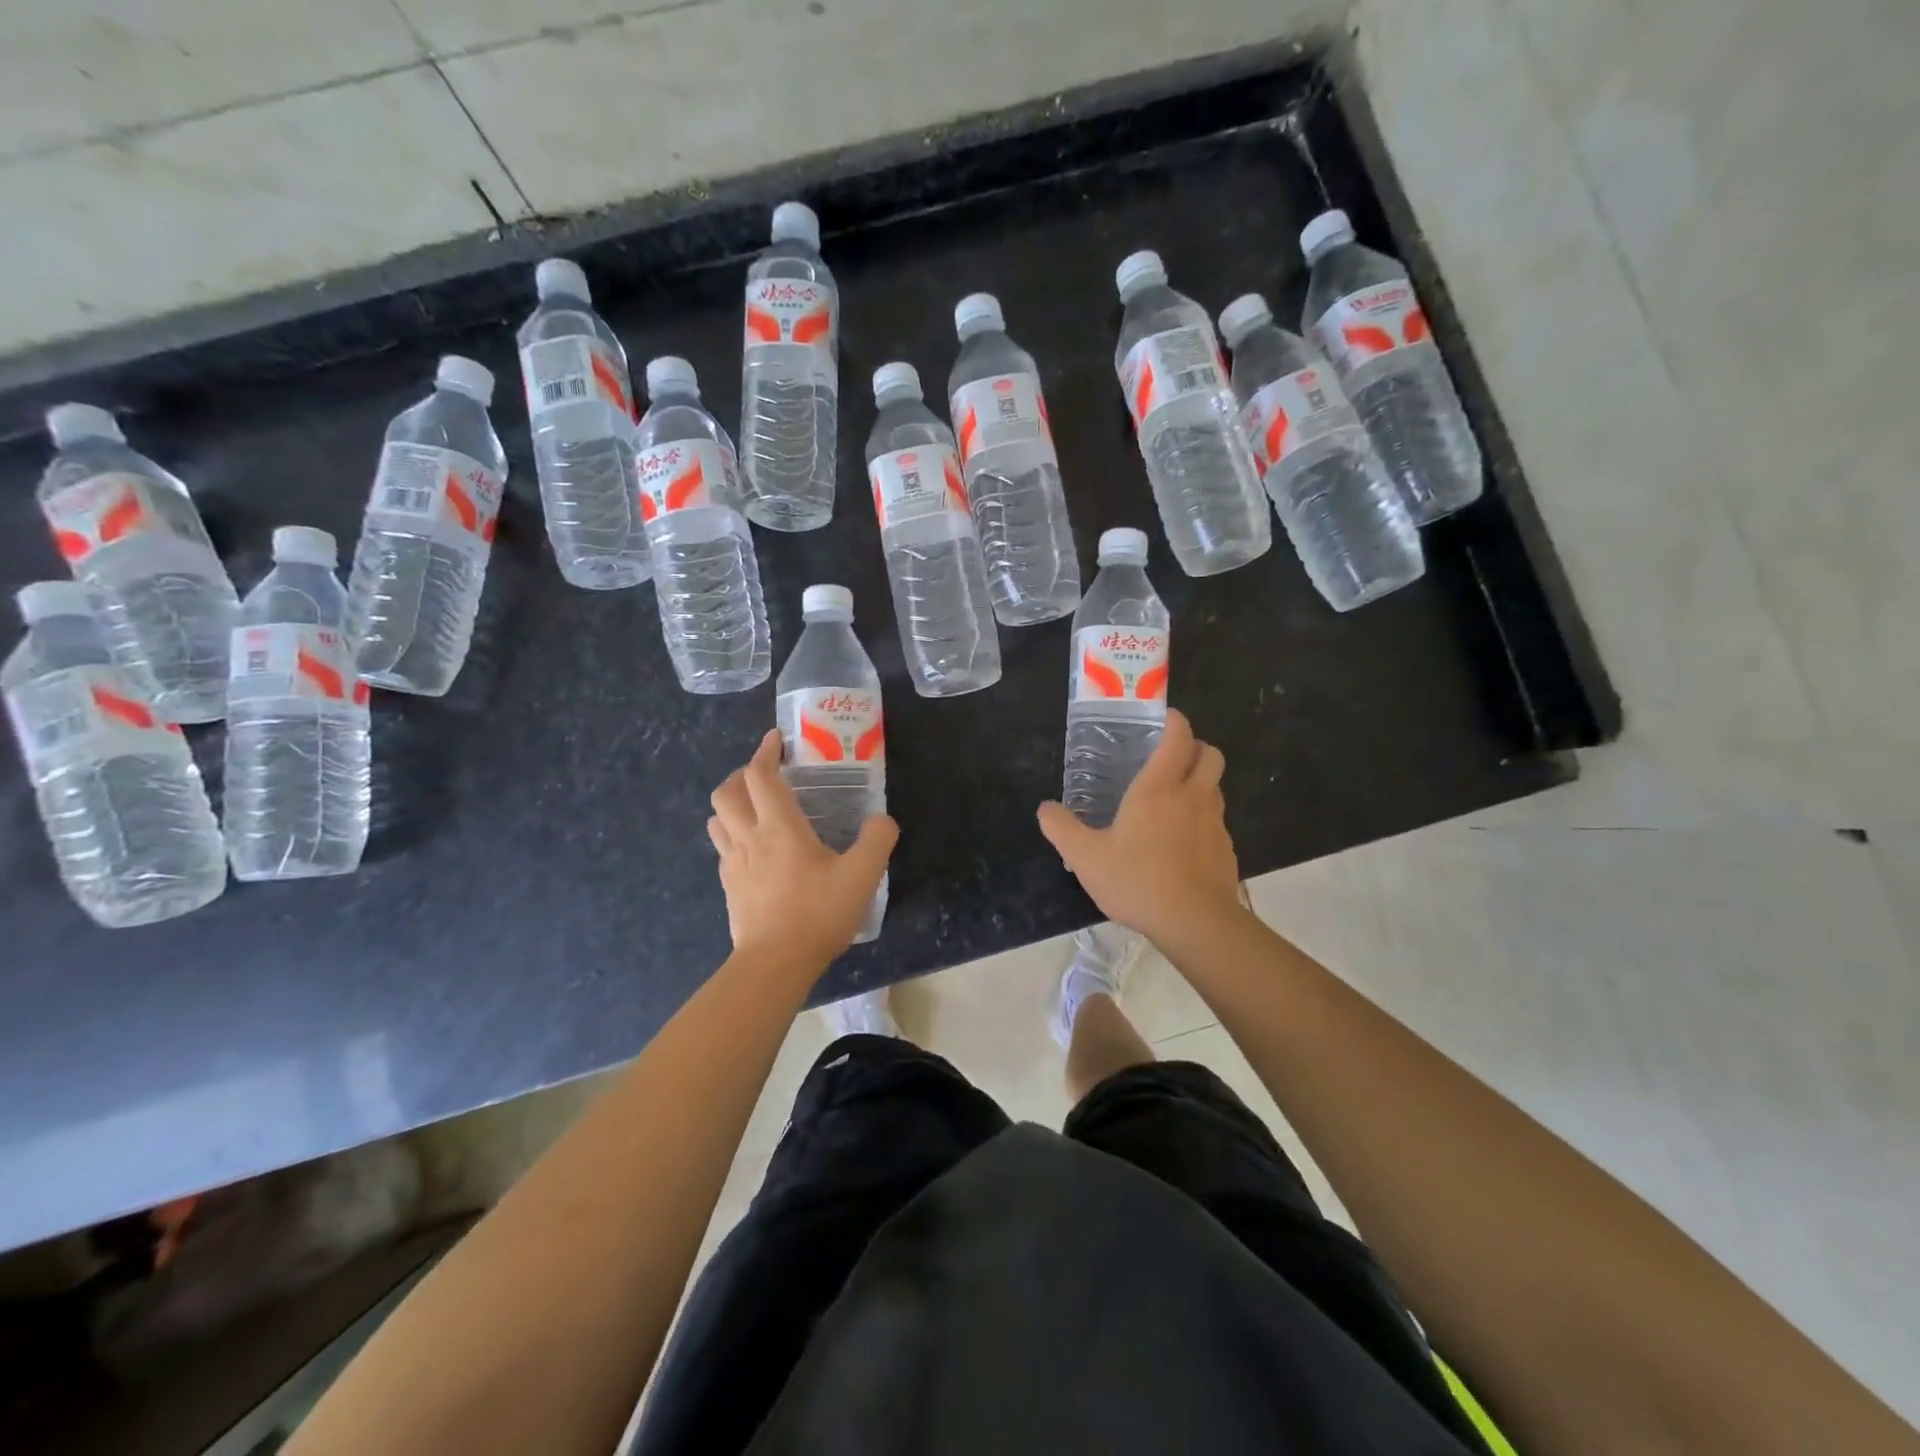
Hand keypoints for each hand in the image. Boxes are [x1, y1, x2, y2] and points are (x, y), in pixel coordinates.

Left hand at [708, 730, 898, 970]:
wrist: (775, 964)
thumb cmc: (817, 913)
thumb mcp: (862, 875)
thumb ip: (878, 840)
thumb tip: (882, 819)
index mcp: (779, 827)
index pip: (760, 775)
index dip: (765, 751)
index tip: (776, 739)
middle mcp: (749, 837)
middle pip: (727, 791)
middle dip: (742, 774)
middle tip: (766, 775)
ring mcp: (733, 863)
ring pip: (717, 819)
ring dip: (731, 804)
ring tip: (754, 808)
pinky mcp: (729, 887)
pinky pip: (722, 848)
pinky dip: (732, 835)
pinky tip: (754, 849)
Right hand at [1037, 709, 1242, 944]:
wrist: (1195, 923)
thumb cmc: (1138, 881)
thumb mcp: (1086, 857)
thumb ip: (1062, 829)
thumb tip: (1045, 809)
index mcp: (1159, 788)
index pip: (1178, 739)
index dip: (1175, 722)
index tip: (1165, 718)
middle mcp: (1193, 797)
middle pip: (1210, 755)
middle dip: (1195, 747)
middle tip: (1171, 757)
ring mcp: (1215, 824)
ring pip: (1215, 787)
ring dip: (1200, 782)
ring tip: (1174, 799)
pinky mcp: (1226, 850)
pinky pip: (1217, 821)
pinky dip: (1203, 819)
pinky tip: (1183, 842)